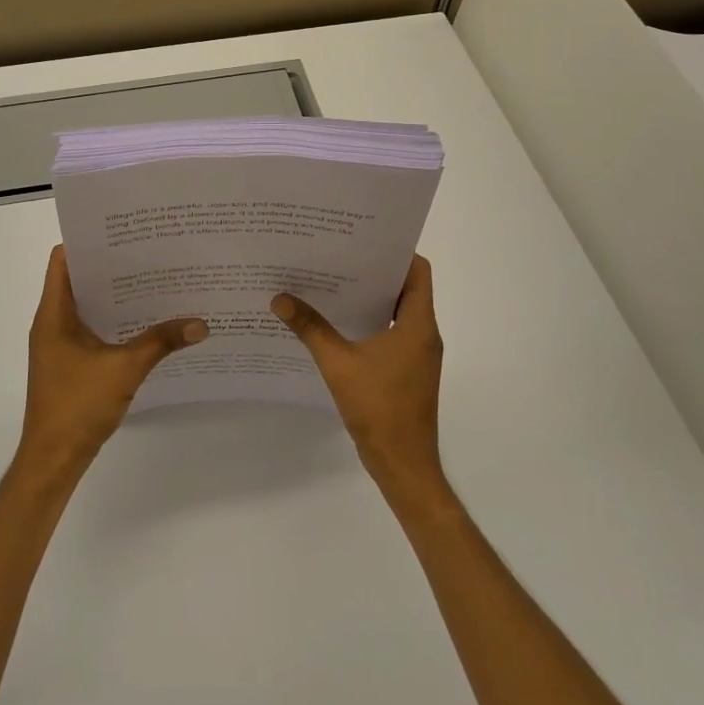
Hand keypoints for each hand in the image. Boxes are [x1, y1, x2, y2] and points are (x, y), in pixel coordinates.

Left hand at [17, 246, 207, 479]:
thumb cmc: (77, 406)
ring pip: (88, 306)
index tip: (123, 232)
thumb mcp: (124, 369)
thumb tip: (201, 323)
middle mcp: (52, 322)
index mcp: (53, 314)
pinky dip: (114, 320)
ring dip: (115, 294)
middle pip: (79, 279)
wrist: (53, 461)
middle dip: (112, 265)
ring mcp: (60, 344)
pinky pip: (92, 328)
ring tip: (154, 280)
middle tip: (150, 252)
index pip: (63, 259)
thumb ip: (161, 342)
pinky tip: (146, 321)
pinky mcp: (70, 363)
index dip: (88, 241)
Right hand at [273, 255, 446, 508]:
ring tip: (332, 281)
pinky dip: (370, 321)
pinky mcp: (408, 370)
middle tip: (338, 254)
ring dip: (370, 297)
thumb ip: (310, 328)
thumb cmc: (379, 409)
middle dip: (374, 270)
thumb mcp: (338, 364)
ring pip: (398, 311)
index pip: (418, 271)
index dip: (395, 251)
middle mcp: (424, 333)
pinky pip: (392, 332)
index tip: (363, 239)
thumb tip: (280, 298)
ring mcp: (418, 354)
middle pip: (406, 287)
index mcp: (418, 324)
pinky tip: (337, 322)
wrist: (403, 465)